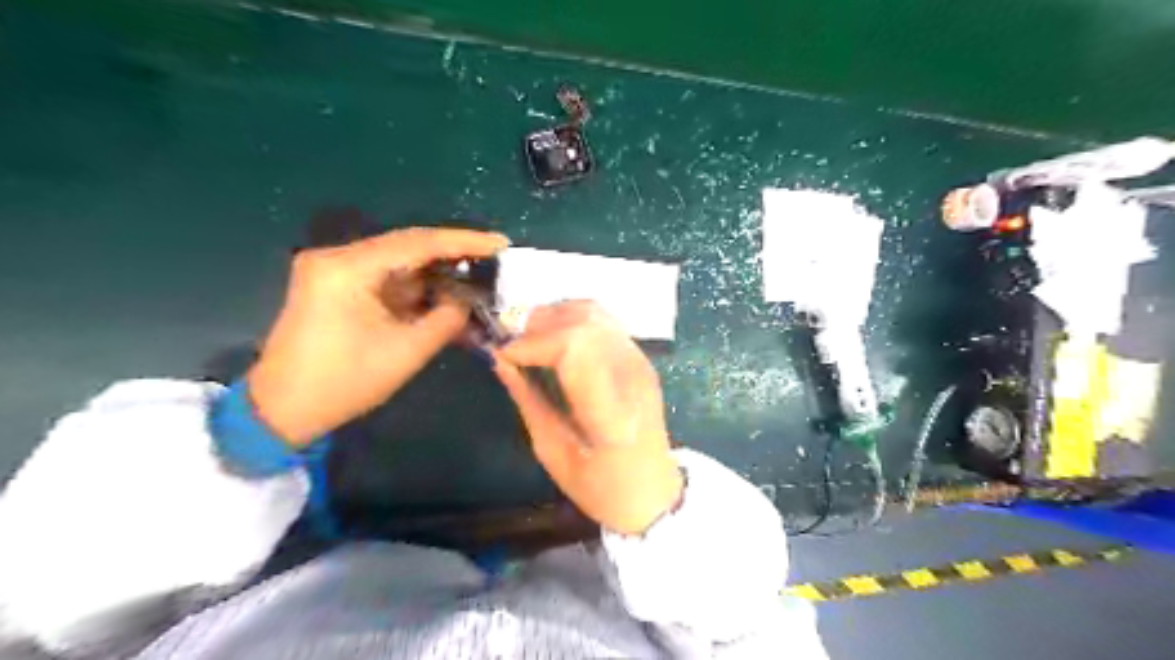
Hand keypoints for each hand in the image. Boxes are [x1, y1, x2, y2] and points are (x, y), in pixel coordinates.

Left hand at [247, 225, 503, 446]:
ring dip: (436, 272)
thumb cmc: (344, 383)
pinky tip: (446, 293)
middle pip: (408, 246)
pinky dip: (417, 287)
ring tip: (477, 277)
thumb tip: (466, 299)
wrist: (281, 410)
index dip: (463, 241)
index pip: (417, 243)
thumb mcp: (406, 351)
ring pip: (399, 262)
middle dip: (452, 254)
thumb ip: (446, 318)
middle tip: (493, 259)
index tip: (500, 243)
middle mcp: (337, 258)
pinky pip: (387, 278)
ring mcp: (334, 271)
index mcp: (348, 268)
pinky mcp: (337, 286)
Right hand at [493, 302, 684, 533]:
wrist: (653, 493)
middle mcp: (631, 373)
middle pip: (583, 320)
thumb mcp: (552, 452)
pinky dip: (573, 320)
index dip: (531, 343)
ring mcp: (640, 361)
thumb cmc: (601, 487)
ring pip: (594, 312)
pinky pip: (603, 322)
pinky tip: (555, 339)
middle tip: (512, 345)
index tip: (502, 355)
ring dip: (556, 317)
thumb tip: (500, 361)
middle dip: (539, 324)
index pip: (573, 346)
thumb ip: (527, 400)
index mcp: (611, 407)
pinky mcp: (640, 358)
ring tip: (531, 339)